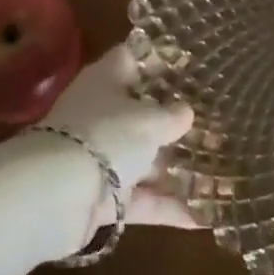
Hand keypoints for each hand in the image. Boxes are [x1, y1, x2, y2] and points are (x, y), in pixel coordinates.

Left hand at [36, 44, 197, 246]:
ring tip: (219, 169)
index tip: (190, 62)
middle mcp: (103, 114)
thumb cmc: (105, 136)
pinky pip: (142, 199)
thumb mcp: (148, 120)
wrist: (54, 197)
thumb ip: (171, 115)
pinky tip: (204, 217)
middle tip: (215, 119)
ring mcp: (101, 157)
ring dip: (177, 167)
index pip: (133, 57)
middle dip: (175, 119)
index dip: (160, 57)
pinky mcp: (102, 198)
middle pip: (142, 111)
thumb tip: (186, 112)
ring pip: (144, 158)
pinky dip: (169, 207)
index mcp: (107, 80)